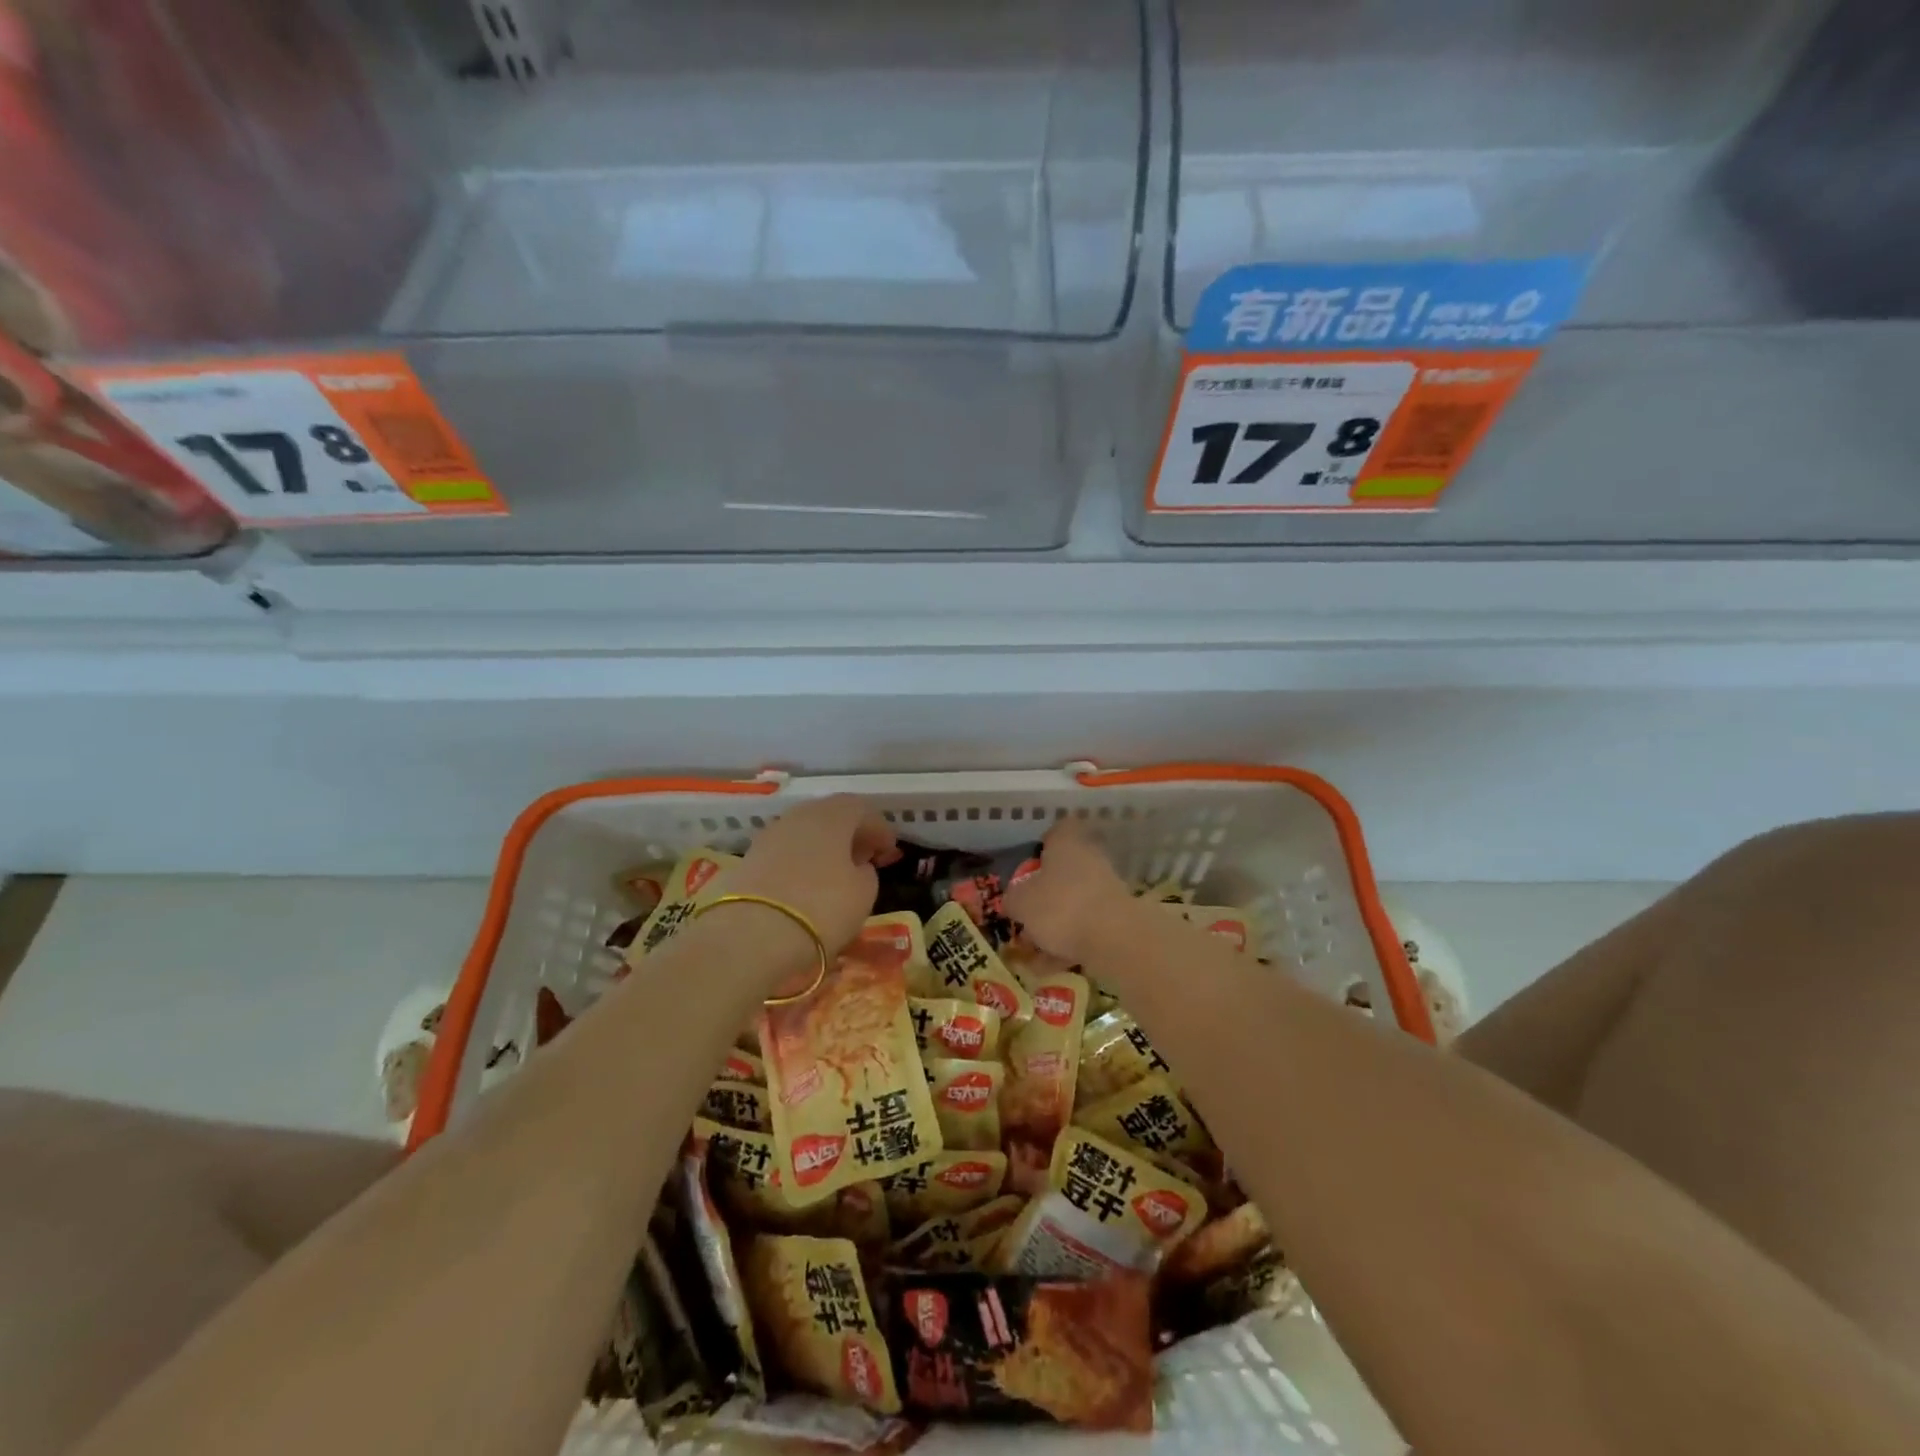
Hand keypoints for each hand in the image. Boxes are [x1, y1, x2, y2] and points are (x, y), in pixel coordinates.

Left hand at [725, 794, 897, 956]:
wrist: (751, 935)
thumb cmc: (821, 907)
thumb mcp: (864, 893)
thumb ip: (866, 873)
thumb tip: (856, 867)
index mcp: (832, 816)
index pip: (862, 810)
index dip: (880, 830)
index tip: (890, 852)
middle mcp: (800, 816)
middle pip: (831, 816)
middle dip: (851, 835)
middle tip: (865, 857)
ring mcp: (770, 836)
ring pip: (806, 833)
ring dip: (825, 848)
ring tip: (837, 874)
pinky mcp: (750, 859)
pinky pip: (786, 853)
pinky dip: (802, 862)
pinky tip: (808, 885)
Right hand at [1004, 821, 1132, 961]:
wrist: (1115, 939)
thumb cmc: (1060, 907)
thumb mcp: (1021, 902)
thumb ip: (1013, 899)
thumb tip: (1014, 901)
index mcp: (1067, 843)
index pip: (1057, 831)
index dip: (1043, 845)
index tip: (1029, 866)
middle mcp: (1090, 859)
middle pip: (1064, 871)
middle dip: (1044, 894)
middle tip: (1025, 915)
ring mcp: (1107, 889)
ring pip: (1074, 902)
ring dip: (1055, 924)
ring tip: (1033, 951)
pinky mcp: (1117, 918)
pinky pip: (1086, 928)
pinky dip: (1069, 944)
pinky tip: (1050, 967)